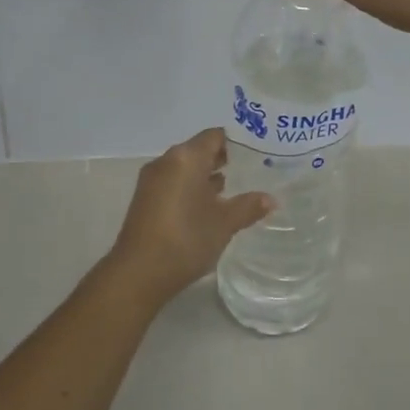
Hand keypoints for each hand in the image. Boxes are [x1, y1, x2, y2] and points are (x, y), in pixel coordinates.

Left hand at [105, 129, 273, 308]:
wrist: (138, 273)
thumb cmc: (186, 239)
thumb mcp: (224, 223)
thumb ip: (248, 206)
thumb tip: (271, 199)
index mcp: (186, 157)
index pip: (214, 136)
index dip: (236, 142)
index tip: (257, 152)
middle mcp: (167, 161)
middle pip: (199, 150)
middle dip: (223, 159)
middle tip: (250, 170)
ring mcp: (152, 180)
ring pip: (185, 167)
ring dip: (206, 175)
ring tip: (233, 188)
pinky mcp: (145, 199)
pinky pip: (174, 182)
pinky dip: (191, 188)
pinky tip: (208, 207)